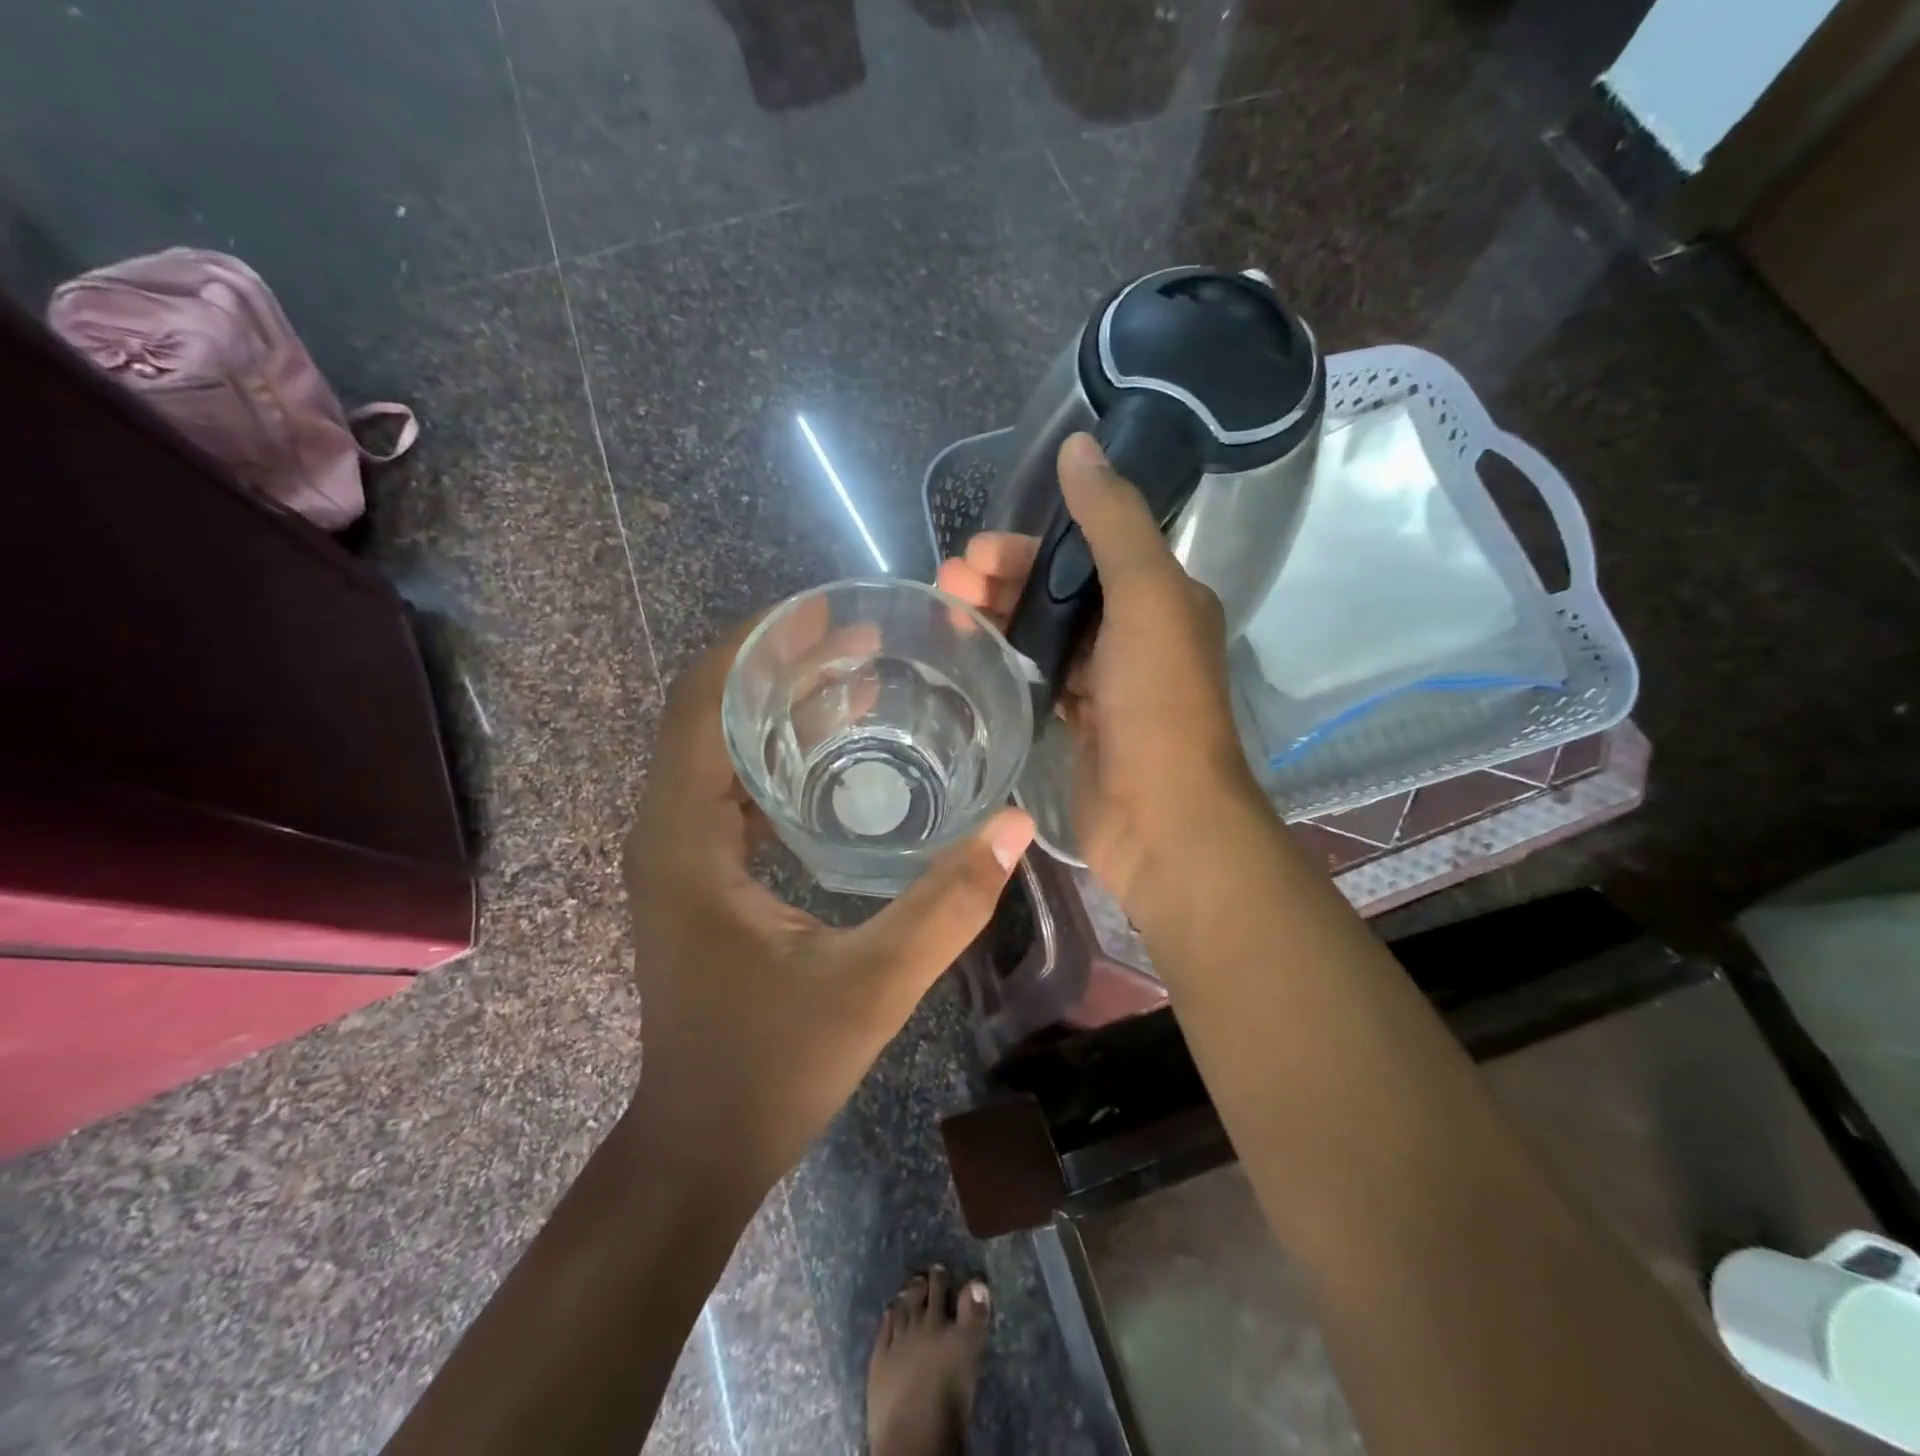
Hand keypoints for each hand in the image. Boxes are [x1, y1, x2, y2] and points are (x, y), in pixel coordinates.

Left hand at [621, 623, 1033, 1194]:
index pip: (701, 703)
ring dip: (778, 706)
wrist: (702, 1146)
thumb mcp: (872, 985)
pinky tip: (839, 754)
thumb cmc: (772, 1069)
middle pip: (707, 712)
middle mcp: (666, 830)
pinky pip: (729, 786)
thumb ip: (948, 903)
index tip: (826, 612)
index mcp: (684, 838)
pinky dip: (776, 753)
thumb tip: (1016, 823)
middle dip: (777, 665)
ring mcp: (677, 854)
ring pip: (717, 747)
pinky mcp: (697, 875)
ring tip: (859, 678)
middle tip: (862, 641)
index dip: (756, 644)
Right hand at [936, 432, 1262, 910]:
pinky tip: (971, 661)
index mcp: (1162, 598)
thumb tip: (1081, 445)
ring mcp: (1110, 685)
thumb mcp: (1146, 598)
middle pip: (1060, 593)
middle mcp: (1139, 635)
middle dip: (1003, 582)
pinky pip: (1042, 679)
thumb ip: (1114, 521)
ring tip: (945, 617)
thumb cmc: (1158, 706)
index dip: (1028, 547)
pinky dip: (1009, 665)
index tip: (974, 554)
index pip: (1086, 551)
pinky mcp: (1084, 726)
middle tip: (946, 584)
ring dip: (1000, 620)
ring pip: (1046, 636)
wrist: (1164, 819)